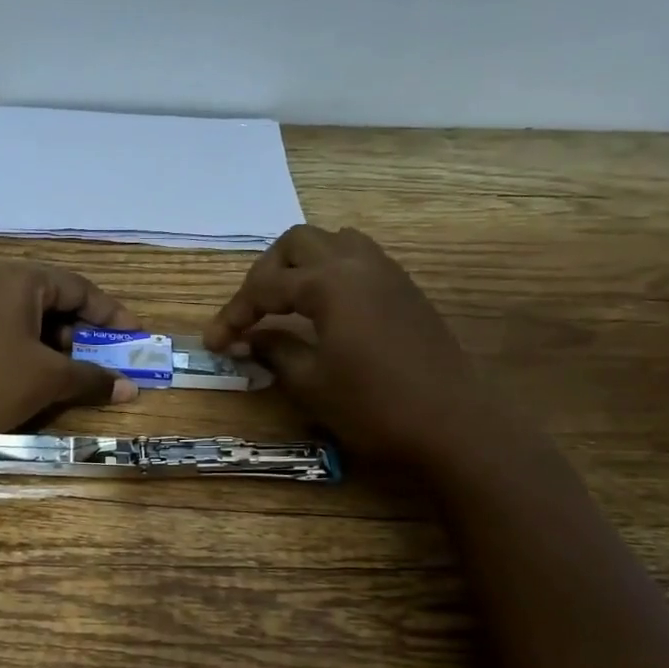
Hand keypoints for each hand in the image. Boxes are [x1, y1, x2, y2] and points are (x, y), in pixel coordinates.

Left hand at [0, 263, 141, 448]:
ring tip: (71, 375)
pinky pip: (4, 336)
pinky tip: (32, 381)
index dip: (111, 314)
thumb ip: (91, 378)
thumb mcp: (48, 379)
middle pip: (52, 302)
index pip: (79, 287)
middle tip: (104, 359)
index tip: (135, 337)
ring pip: (27, 322)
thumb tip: (129, 388)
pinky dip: (28, 354)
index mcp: (20, 280)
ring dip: (56, 347)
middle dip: (83, 332)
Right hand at [203, 225, 491, 470]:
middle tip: (251, 312)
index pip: (266, 286)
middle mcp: (357, 264)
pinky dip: (330, 272)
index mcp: (329, 283)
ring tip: (285, 301)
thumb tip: (247, 339)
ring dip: (301, 264)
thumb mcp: (311, 383)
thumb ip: (273, 351)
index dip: (234, 313)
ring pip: (332, 242)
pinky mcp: (405, 290)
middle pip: (297, 243)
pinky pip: (359, 259)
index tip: (214, 342)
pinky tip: (324, 308)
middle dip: (265, 272)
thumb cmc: (374, 406)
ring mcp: (387, 273)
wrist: (454, 425)